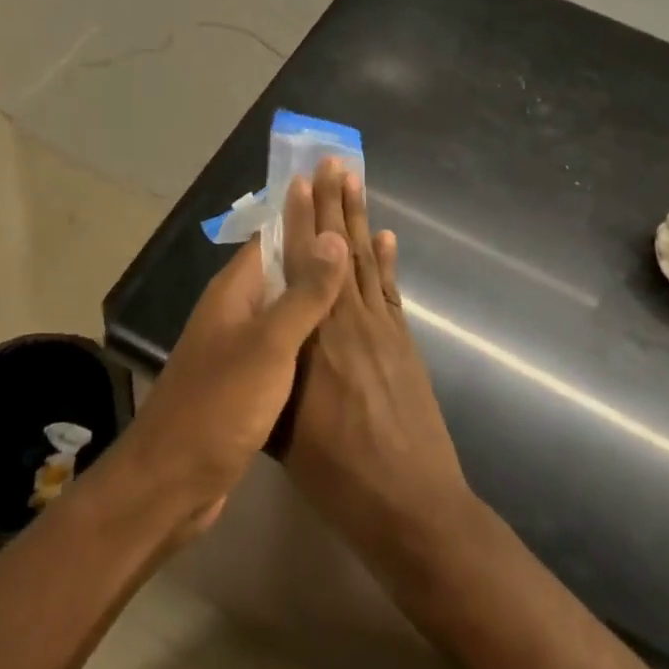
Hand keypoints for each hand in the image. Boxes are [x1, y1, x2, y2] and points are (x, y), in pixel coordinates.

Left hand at [112, 181, 349, 541]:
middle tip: (358, 221)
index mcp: (235, 291)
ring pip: (285, 303)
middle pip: (281, 264)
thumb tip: (332, 234)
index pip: (274, 234)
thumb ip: (304, 293)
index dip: (305, 208)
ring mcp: (239, 345)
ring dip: (317, 286)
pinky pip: (286, 339)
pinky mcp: (247, 379)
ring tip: (358, 270)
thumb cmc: (220, 405)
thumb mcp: (269, 346)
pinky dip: (311, 326)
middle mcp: (235, 309)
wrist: (173, 482)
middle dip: (317, 242)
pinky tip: (338, 332)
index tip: (337, 183)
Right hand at [283, 161, 474, 568]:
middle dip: (333, 204)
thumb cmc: (338, 475)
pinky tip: (384, 238)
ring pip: (365, 261)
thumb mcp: (284, 433)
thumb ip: (272, 380)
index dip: (301, 221)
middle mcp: (348, 321)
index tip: (299, 182)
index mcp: (314, 338)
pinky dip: (386, 261)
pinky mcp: (403, 344)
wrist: (412, 506)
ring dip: (358, 220)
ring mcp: (382, 330)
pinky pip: (390, 291)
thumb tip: (256, 345)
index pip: (303, 265)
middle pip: (337, 251)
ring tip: (354, 182)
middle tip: (331, 162)